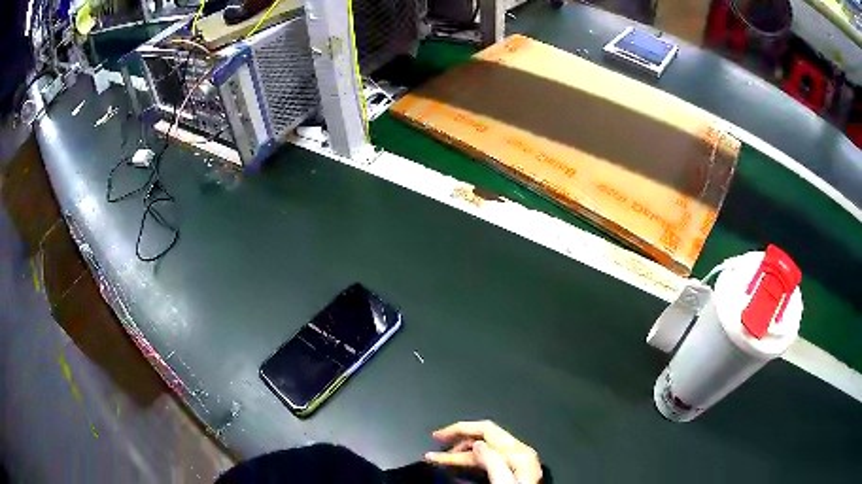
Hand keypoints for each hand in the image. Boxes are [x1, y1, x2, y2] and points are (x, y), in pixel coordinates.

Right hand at [424, 420, 541, 483]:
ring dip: (460, 452)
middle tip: (435, 446)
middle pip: (484, 437)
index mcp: (519, 453)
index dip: (459, 429)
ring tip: (439, 459)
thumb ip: (493, 462)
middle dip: (457, 439)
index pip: (486, 430)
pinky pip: (488, 459)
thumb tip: (478, 444)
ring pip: (484, 449)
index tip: (437, 437)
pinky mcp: (513, 472)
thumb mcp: (504, 482)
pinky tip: (459, 464)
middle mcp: (520, 453)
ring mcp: (517, 462)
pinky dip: (470, 460)